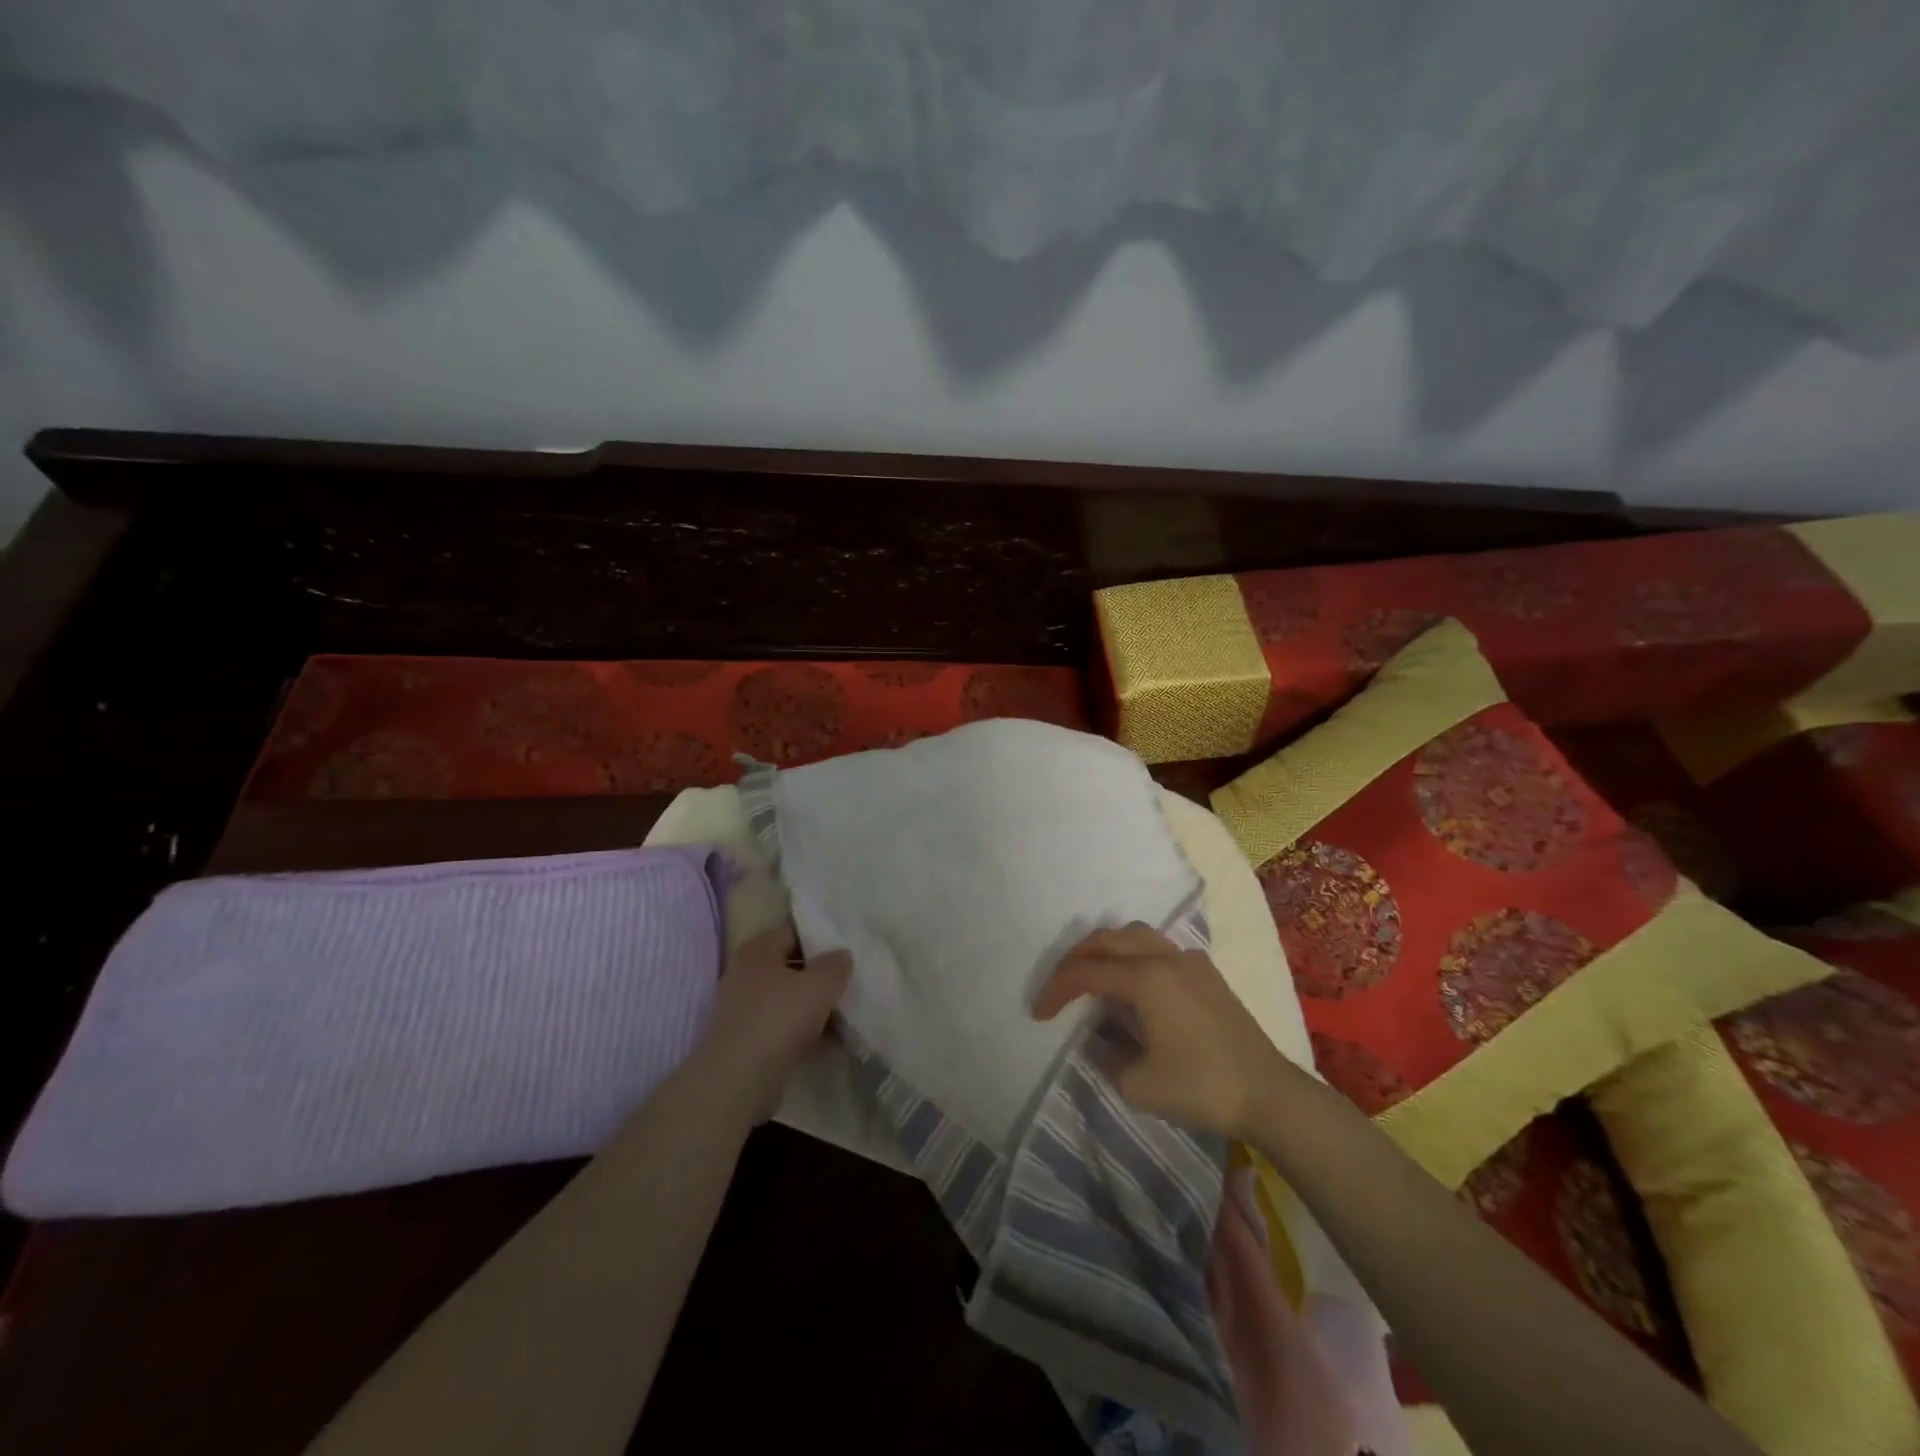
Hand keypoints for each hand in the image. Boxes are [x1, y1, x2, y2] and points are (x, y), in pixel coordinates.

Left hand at [700, 925, 851, 1120]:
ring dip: (815, 1009)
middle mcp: (745, 976)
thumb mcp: (820, 984)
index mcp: (757, 951)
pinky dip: (806, 1034)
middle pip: (790, 968)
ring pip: (788, 1002)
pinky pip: (784, 1030)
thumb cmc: (780, 1017)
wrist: (739, 1079)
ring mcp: (744, 1011)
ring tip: (848, 1015)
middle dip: (819, 977)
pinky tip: (834, 1043)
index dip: (820, 938)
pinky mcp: (748, 1043)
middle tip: (849, 982)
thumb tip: (841, 955)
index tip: (845, 949)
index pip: (792, 932)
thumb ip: (836, 965)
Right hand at [1033, 922, 1289, 1141]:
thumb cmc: (1201, 1089)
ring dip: (1106, 949)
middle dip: (1076, 958)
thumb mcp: (1138, 1084)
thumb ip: (1105, 1055)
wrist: (1269, 1095)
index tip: (1038, 1014)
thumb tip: (1096, 1038)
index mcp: (1146, 979)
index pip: (1087, 973)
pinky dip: (1135, 955)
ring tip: (1092, 976)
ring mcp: (1190, 961)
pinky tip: (1134, 985)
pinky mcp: (1207, 973)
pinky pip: (1160, 948)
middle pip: (1108, 939)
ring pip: (1136, 935)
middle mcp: (1165, 958)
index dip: (1057, 990)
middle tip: (1059, 985)